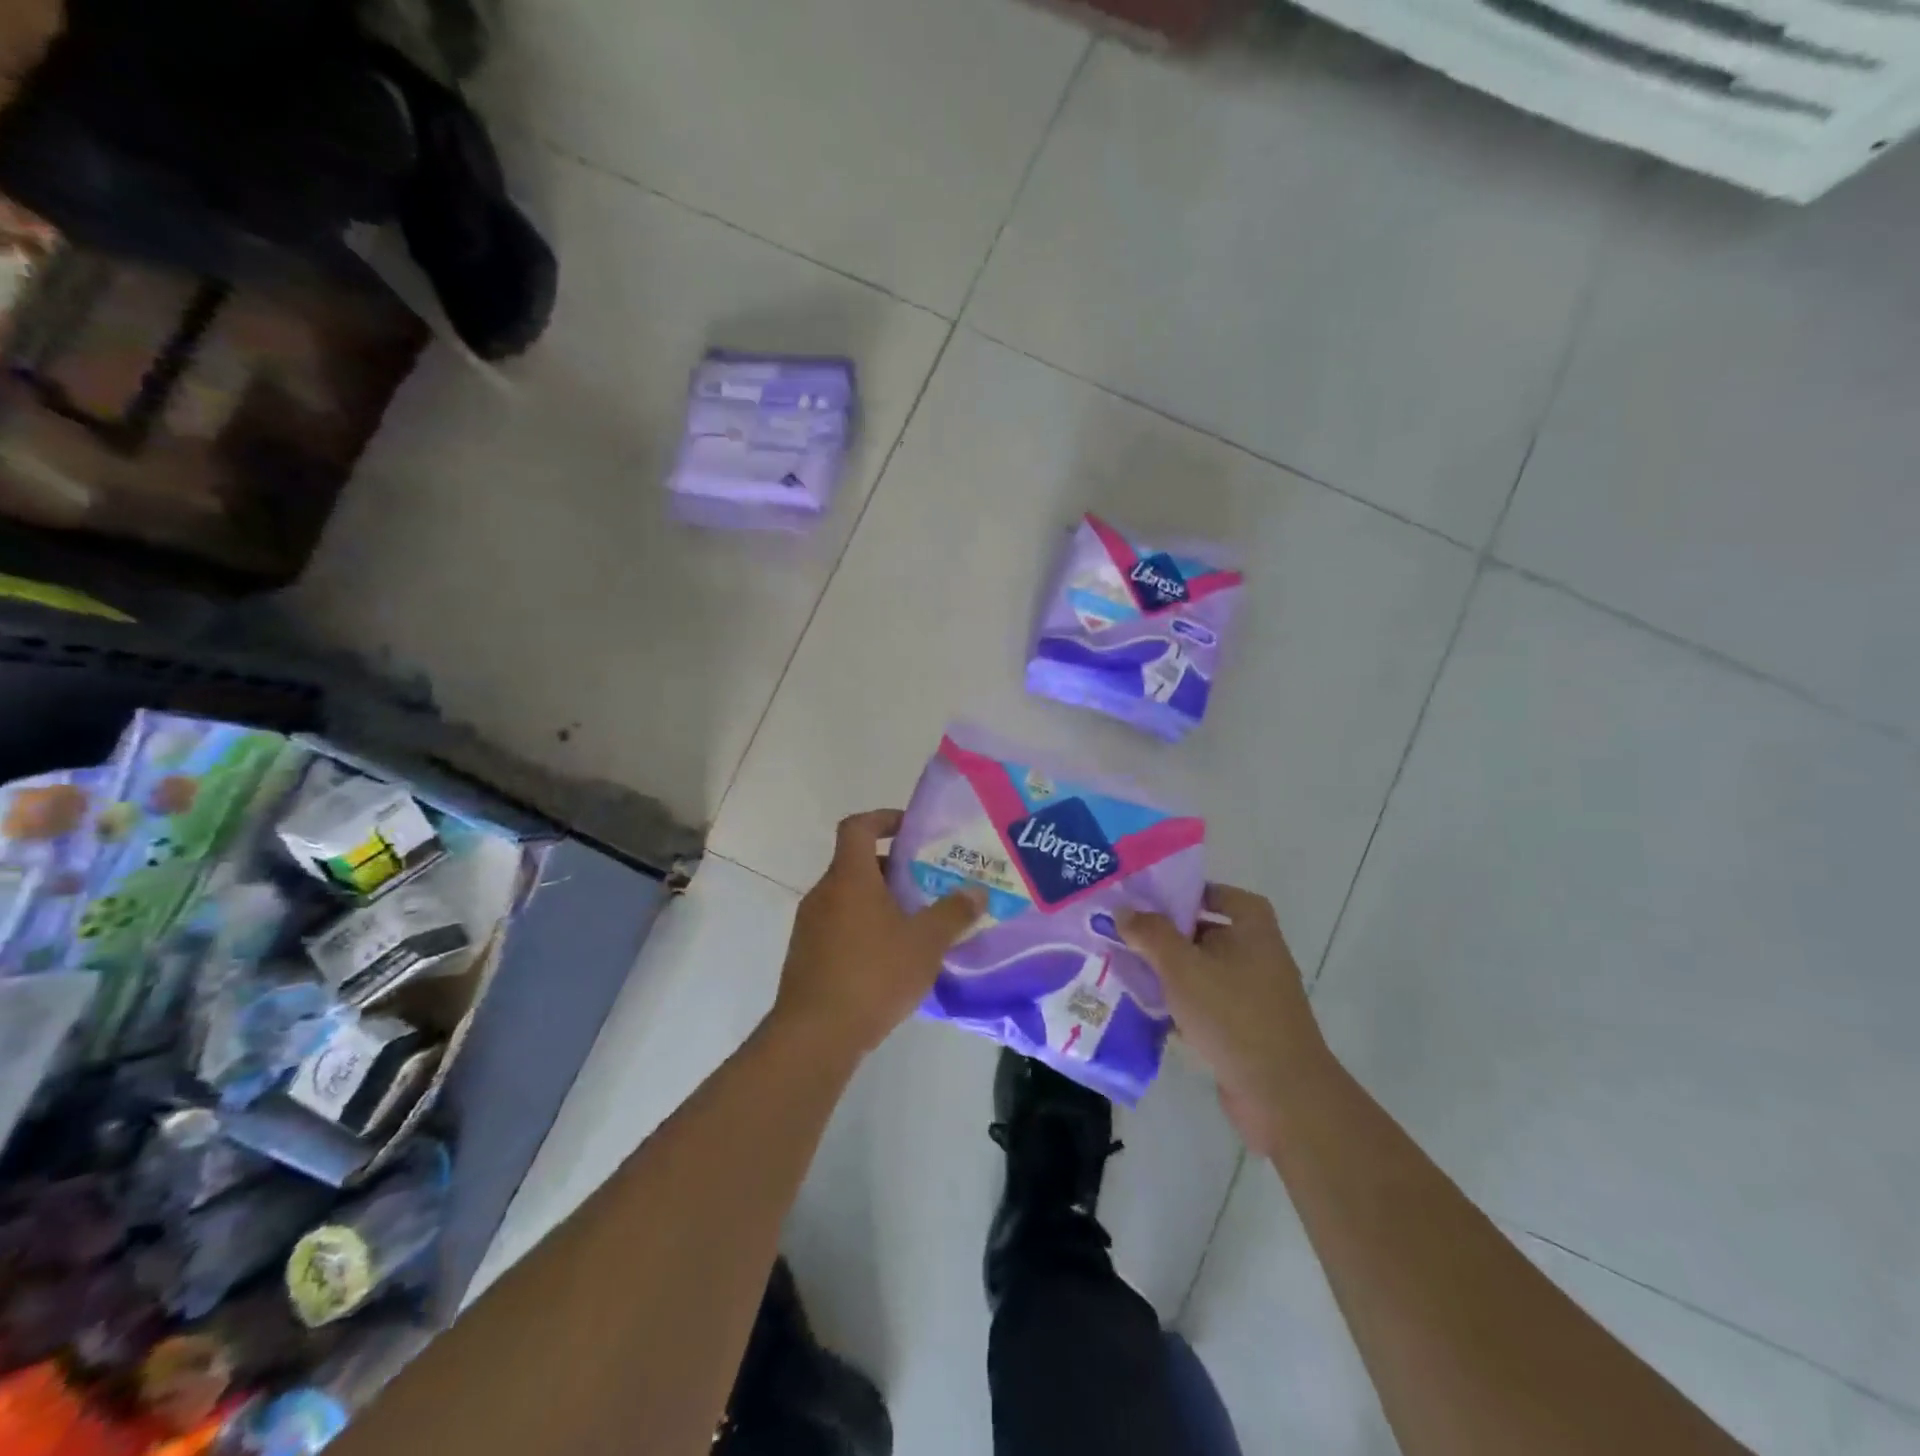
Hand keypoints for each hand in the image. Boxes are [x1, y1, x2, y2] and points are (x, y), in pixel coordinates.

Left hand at [771, 810, 983, 1062]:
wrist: (815, 1035)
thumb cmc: (873, 975)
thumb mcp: (925, 943)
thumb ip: (953, 913)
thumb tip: (976, 892)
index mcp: (849, 878)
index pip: (857, 827)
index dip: (883, 818)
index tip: (910, 829)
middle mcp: (824, 893)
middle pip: (856, 864)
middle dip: (892, 869)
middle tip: (926, 884)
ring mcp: (809, 926)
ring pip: (848, 898)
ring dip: (879, 902)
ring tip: (915, 925)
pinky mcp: (806, 956)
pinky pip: (839, 927)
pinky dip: (864, 929)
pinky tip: (890, 960)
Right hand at [1121, 885, 1331, 1155]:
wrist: (1280, 1095)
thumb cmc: (1233, 1015)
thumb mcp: (1183, 967)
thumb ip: (1151, 934)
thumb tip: (1124, 911)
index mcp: (1254, 931)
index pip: (1225, 896)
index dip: (1193, 893)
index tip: (1156, 900)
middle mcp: (1259, 957)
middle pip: (1210, 933)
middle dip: (1170, 934)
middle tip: (1129, 933)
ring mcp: (1254, 997)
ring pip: (1204, 973)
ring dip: (1171, 973)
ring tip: (1128, 969)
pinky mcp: (1245, 1031)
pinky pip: (1207, 1006)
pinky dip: (1181, 1006)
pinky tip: (1147, 1011)